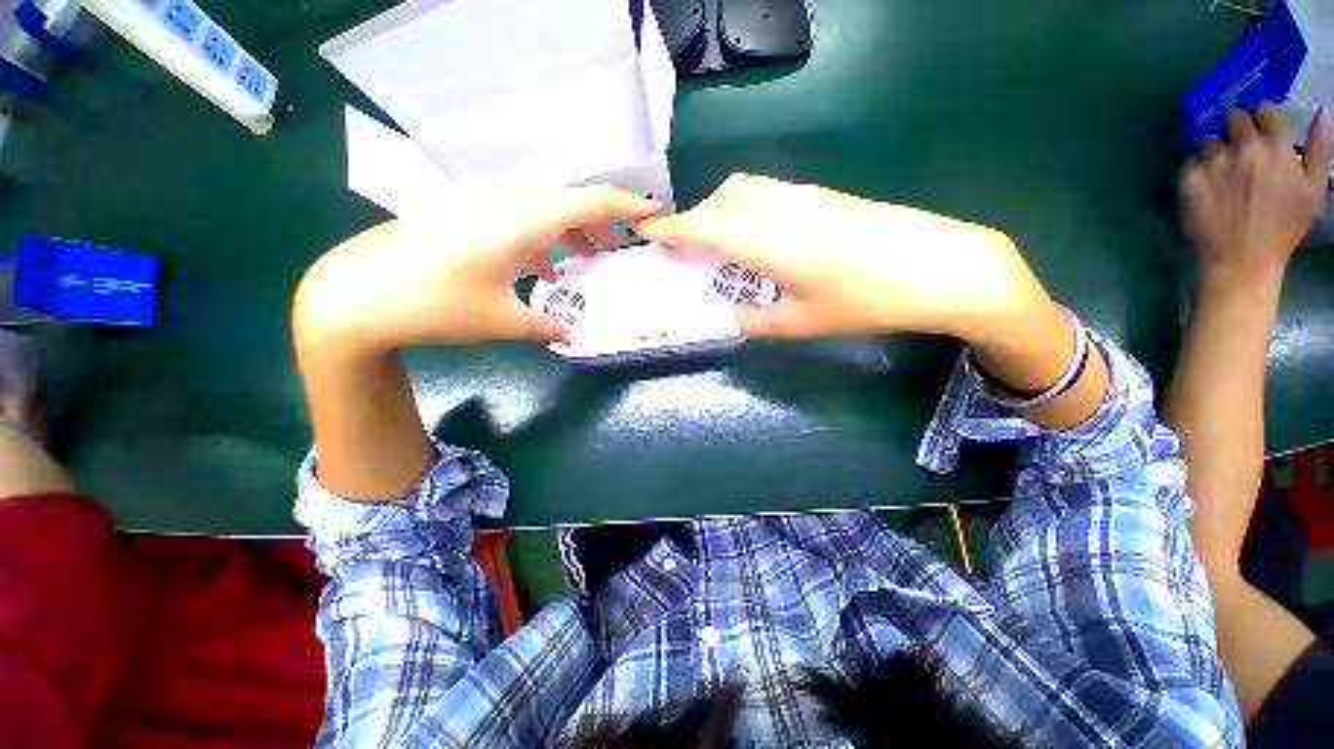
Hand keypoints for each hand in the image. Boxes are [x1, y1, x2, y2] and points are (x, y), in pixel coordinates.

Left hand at [294, 186, 659, 354]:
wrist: (355, 294)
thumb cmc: (437, 304)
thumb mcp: (503, 321)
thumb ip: (546, 327)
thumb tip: (570, 335)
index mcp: (524, 220)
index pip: (590, 201)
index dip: (626, 206)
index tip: (651, 212)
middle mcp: (506, 203)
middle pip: (568, 201)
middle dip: (600, 222)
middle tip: (617, 247)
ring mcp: (479, 206)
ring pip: (542, 209)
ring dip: (569, 230)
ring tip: (585, 258)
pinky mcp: (461, 216)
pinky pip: (516, 218)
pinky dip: (540, 238)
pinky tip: (539, 269)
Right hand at [634, 173, 1049, 341]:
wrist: (939, 266)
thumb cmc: (865, 300)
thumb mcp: (803, 323)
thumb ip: (757, 321)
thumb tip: (733, 317)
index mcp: (766, 242)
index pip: (704, 227)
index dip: (671, 228)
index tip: (646, 231)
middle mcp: (778, 209)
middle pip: (719, 201)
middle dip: (693, 220)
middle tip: (685, 248)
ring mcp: (802, 196)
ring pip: (743, 190)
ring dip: (720, 210)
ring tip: (719, 242)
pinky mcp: (821, 195)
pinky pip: (767, 192)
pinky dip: (745, 206)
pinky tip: (758, 235)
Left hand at [1182, 105, 1329, 287]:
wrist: (1240, 261)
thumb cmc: (1282, 228)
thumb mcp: (1313, 189)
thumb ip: (1319, 148)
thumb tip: (1323, 110)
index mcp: (1276, 147)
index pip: (1264, 109)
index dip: (1262, 118)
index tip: (1263, 132)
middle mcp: (1243, 148)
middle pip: (1234, 118)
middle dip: (1238, 130)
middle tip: (1242, 153)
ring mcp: (1214, 163)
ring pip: (1210, 139)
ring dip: (1217, 150)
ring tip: (1225, 173)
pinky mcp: (1189, 179)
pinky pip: (1190, 161)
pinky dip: (1197, 169)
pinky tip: (1207, 187)